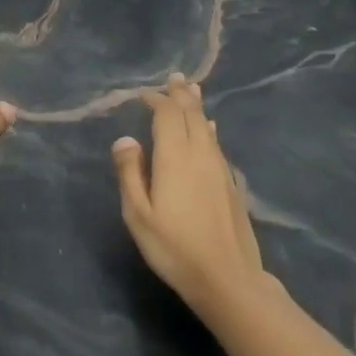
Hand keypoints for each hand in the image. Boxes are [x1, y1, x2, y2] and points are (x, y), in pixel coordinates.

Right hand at [112, 73, 268, 316]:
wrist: (227, 277)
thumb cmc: (173, 247)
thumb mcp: (138, 214)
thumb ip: (130, 173)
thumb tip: (125, 139)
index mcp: (175, 157)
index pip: (167, 115)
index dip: (156, 100)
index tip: (143, 94)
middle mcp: (201, 155)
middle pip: (192, 115)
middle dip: (181, 95)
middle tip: (174, 78)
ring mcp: (220, 169)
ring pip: (207, 128)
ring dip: (197, 108)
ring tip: (191, 91)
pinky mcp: (231, 184)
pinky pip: (217, 144)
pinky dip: (208, 130)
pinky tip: (210, 131)